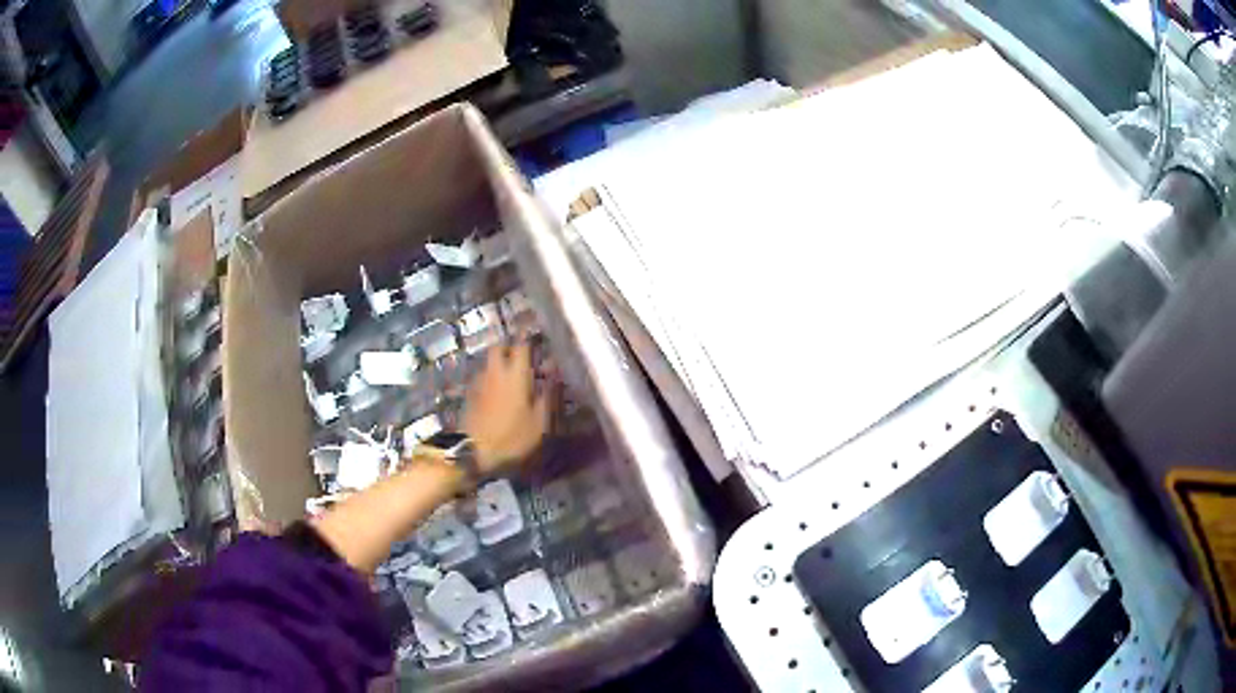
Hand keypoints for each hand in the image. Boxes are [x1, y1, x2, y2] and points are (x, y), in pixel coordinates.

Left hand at [462, 343, 549, 473]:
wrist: (474, 452)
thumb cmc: (513, 438)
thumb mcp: (540, 421)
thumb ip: (548, 394)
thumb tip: (555, 373)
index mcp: (516, 375)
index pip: (522, 345)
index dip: (529, 338)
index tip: (537, 336)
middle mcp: (495, 372)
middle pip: (498, 347)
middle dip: (509, 346)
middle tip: (521, 353)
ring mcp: (479, 383)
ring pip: (488, 362)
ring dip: (499, 362)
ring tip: (510, 373)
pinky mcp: (469, 396)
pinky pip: (481, 378)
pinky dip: (490, 378)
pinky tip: (496, 391)